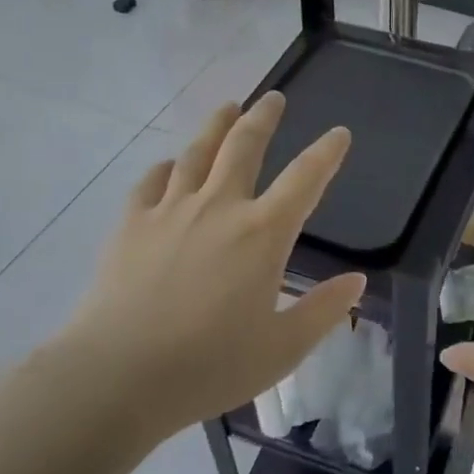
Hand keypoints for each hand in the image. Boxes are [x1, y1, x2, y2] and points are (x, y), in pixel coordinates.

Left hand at [47, 92, 366, 448]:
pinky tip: (169, 165)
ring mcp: (170, 210)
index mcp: (262, 233)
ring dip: (216, 126)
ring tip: (227, 108)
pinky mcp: (131, 224)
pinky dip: (166, 167)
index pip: (305, 179)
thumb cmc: (209, 365)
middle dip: (263, 118)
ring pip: (197, 153)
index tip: (339, 133)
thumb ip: (323, 310)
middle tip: (273, 98)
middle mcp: (219, 207)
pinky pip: (151, 182)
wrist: (117, 375)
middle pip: (244, 146)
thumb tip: (357, 281)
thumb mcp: (282, 349)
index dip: (326, 152)